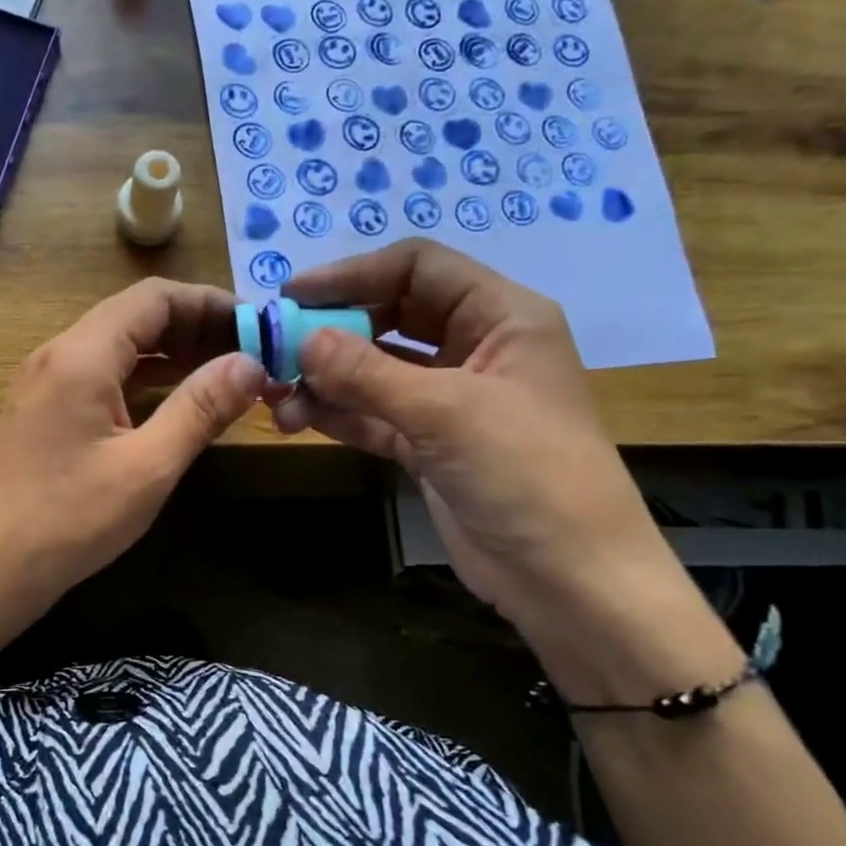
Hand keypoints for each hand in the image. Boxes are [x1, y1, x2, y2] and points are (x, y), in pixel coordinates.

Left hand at [0, 278, 265, 623]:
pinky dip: (144, 379)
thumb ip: (200, 409)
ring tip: (225, 375)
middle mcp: (59, 355)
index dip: (209, 303)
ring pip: (118, 347)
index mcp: (82, 356)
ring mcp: (46, 384)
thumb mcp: (147, 467)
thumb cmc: (67, 522)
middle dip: (195, 327)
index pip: (154, 298)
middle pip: (135, 317)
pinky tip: (176, 403)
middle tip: (249, 355)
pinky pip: (102, 376)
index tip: (256, 326)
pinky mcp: (43, 412)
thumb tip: (250, 364)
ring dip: (172, 354)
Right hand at [270, 240, 679, 643]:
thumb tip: (301, 339)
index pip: (418, 268)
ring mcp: (449, 399)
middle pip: (390, 315)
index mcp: (501, 316)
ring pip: (375, 369)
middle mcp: (474, 347)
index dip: (354, 273)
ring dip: (326, 378)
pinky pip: (373, 414)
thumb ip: (367, 373)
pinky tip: (298, 418)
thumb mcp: (446, 412)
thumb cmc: (527, 472)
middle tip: (276, 346)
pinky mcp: (428, 444)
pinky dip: (338, 413)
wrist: (569, 578)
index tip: (294, 293)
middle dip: (333, 329)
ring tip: (278, 396)